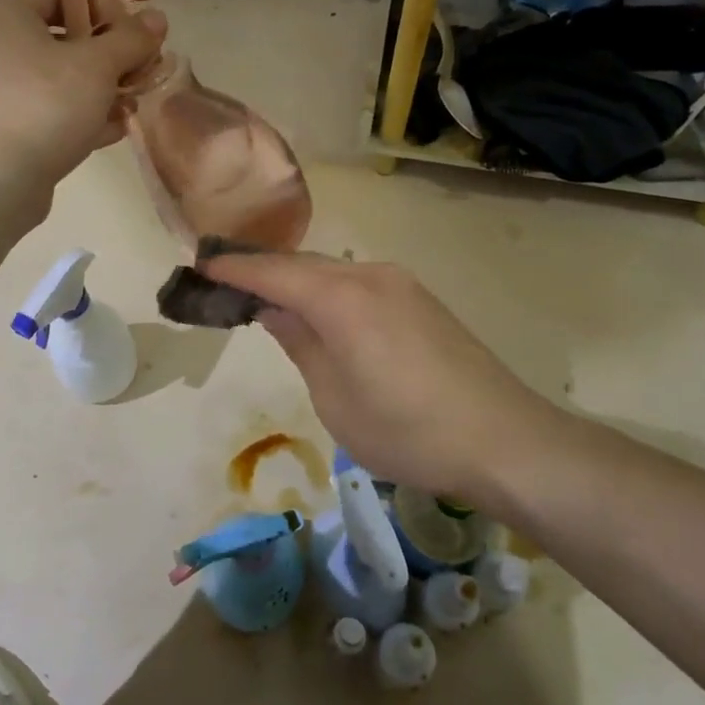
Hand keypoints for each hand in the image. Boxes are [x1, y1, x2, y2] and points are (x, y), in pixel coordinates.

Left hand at [0, 0, 166, 189]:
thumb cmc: (47, 103)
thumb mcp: (99, 65)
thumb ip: (131, 39)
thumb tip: (157, 19)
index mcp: (2, 11)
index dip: (106, 11)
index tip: (136, 36)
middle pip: (61, 39)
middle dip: (107, 58)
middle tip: (141, 72)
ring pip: (53, 79)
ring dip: (96, 90)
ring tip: (132, 105)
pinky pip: (41, 110)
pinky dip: (74, 116)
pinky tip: (111, 131)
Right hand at [201, 250, 574, 503]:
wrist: (504, 440)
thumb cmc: (407, 430)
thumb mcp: (335, 398)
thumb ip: (299, 344)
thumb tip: (272, 309)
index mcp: (341, 298)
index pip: (273, 273)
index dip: (235, 269)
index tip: (200, 265)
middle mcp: (369, 275)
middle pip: (302, 265)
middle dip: (262, 271)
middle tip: (226, 284)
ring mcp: (400, 284)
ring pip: (331, 270)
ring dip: (297, 280)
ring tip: (267, 298)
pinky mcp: (420, 299)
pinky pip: (357, 282)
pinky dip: (327, 289)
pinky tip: (320, 311)